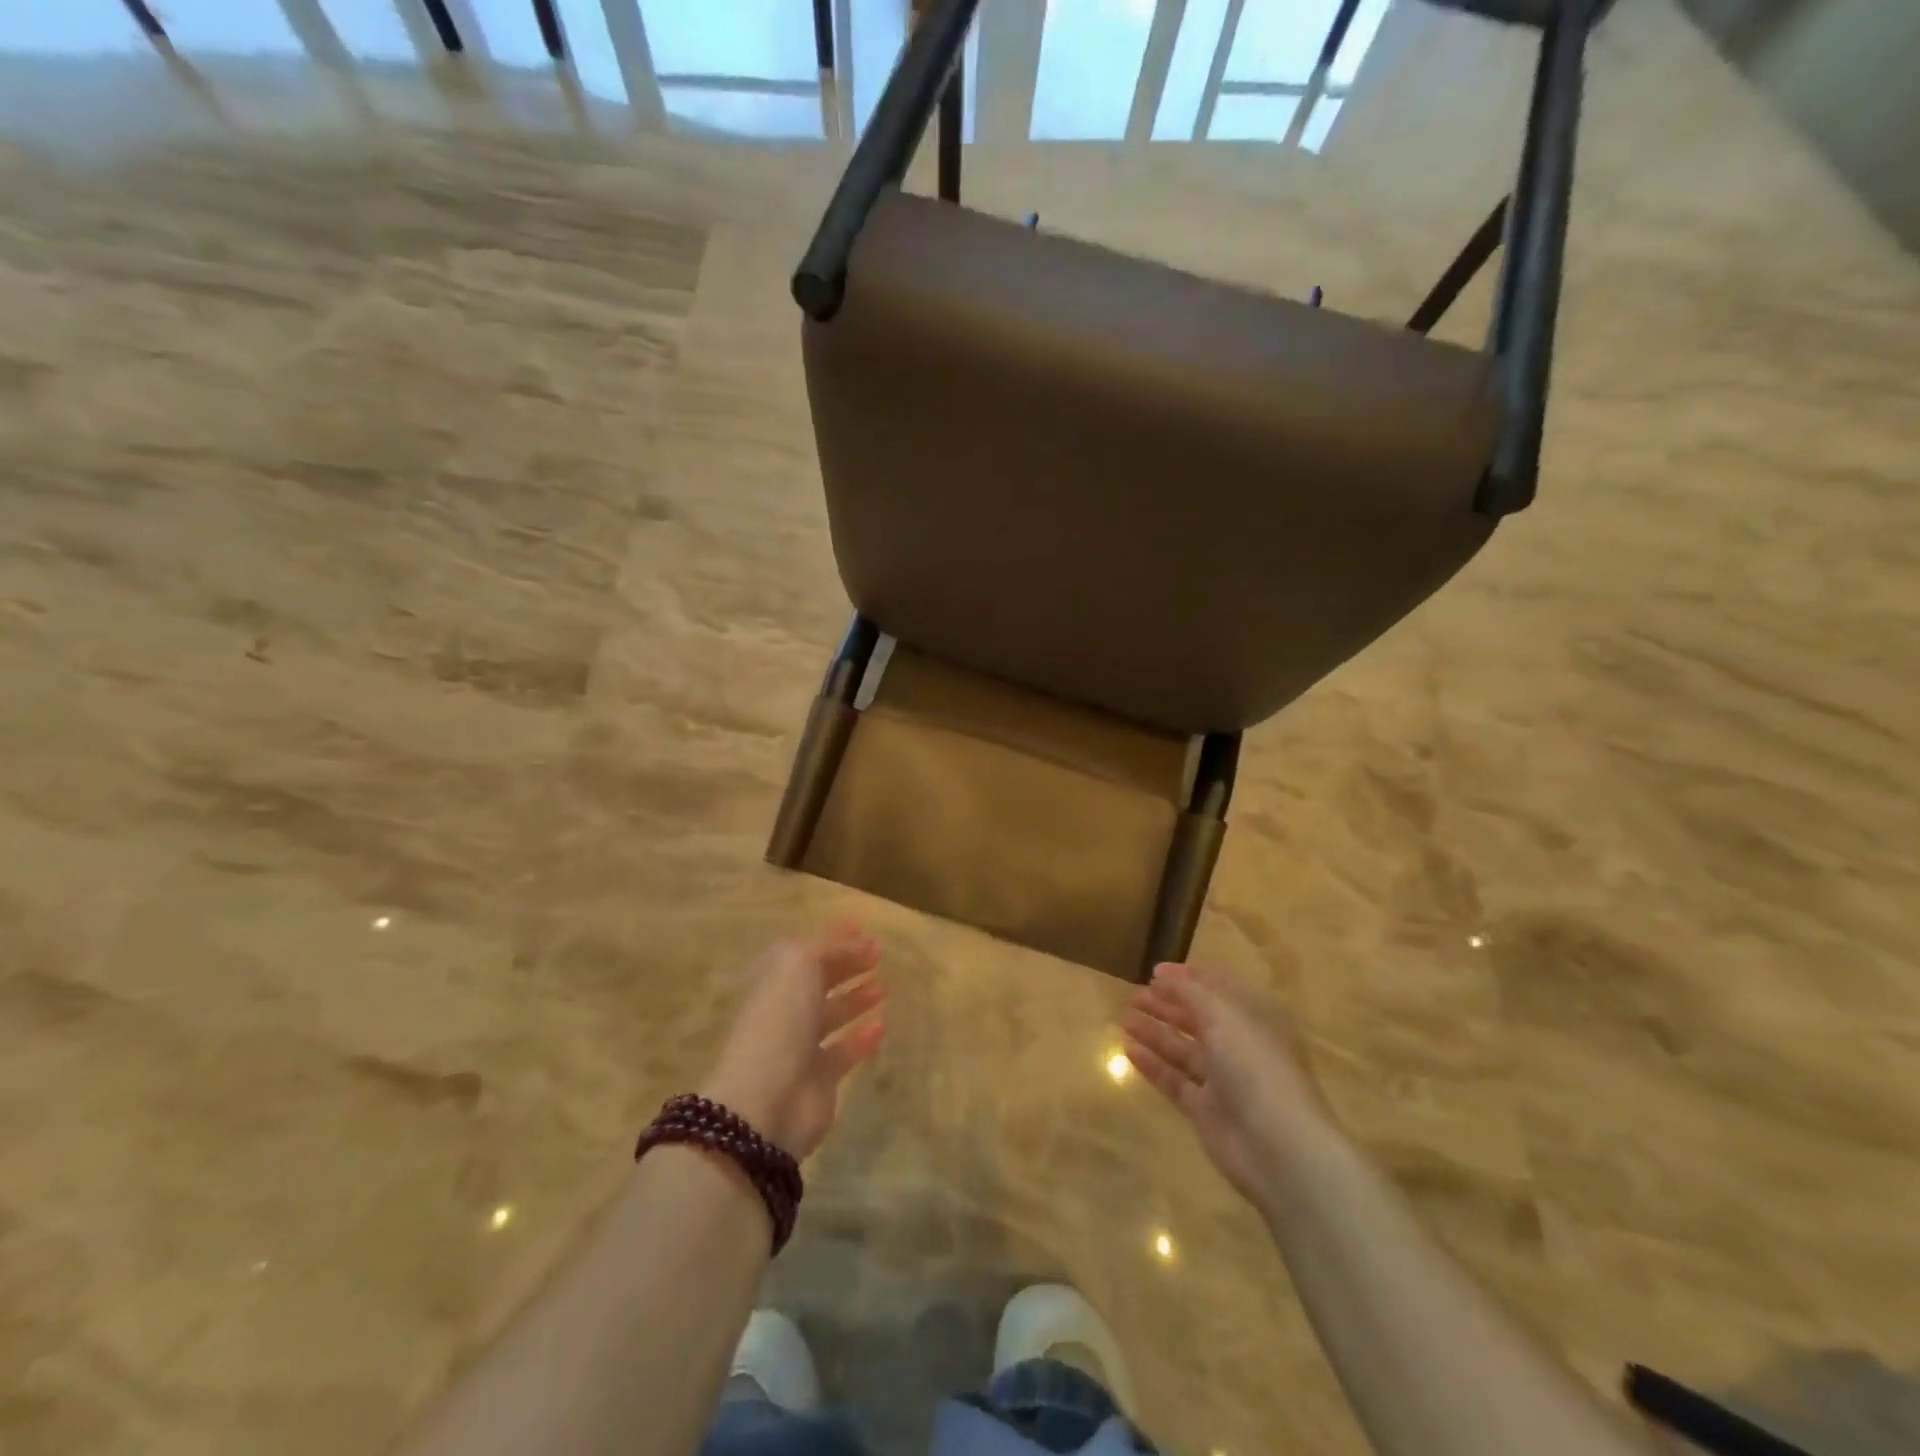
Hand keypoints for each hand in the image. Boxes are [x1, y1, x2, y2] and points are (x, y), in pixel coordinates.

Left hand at [702, 923, 887, 1159]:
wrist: (767, 1102)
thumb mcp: (800, 966)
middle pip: (818, 981)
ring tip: (883, 987)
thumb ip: (830, 948)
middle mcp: (785, 1010)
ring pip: (832, 1015)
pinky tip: (882, 1025)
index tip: (861, 926)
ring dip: (856, 999)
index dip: (831, 937)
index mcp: (773, 980)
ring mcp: (801, 1046)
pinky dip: (862, 1038)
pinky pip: (845, 1051)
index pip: (804, 951)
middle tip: (879, 954)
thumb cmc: (779, 1021)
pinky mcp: (820, 1079)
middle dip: (846, 965)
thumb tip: (860, 940)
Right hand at [1121, 963, 1328, 1201]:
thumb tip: (1161, 975)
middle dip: (1167, 1005)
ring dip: (1155, 1032)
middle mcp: (1240, 1045)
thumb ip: (1189, 992)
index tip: (1154, 972)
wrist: (1278, 1147)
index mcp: (1254, 1018)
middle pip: (1198, 1018)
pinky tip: (1128, 1050)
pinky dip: (1153, 1064)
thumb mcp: (1223, 1015)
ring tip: (1124, 1018)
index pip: (1218, 989)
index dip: (1187, 978)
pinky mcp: (1206, 1110)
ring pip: (1183, 1049)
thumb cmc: (1255, 1066)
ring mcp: (1223, 1080)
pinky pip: (1175, 1080)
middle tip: (1134, 995)